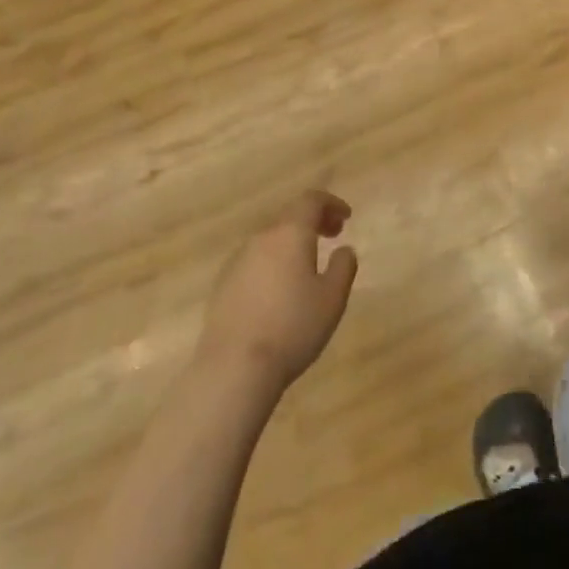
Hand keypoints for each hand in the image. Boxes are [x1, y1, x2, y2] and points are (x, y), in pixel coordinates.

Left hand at [196, 191, 358, 391]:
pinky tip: (279, 291)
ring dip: (292, 244)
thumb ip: (343, 267)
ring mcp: (237, 261)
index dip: (331, 203)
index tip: (346, 218)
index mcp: (290, 234)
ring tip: (308, 267)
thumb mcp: (332, 299)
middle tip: (333, 236)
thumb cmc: (292, 327)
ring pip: (270, 241)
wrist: (233, 367)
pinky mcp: (222, 285)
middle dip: (313, 222)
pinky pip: (254, 262)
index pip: (311, 200)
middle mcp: (261, 239)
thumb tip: (344, 249)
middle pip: (290, 218)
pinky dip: (273, 263)